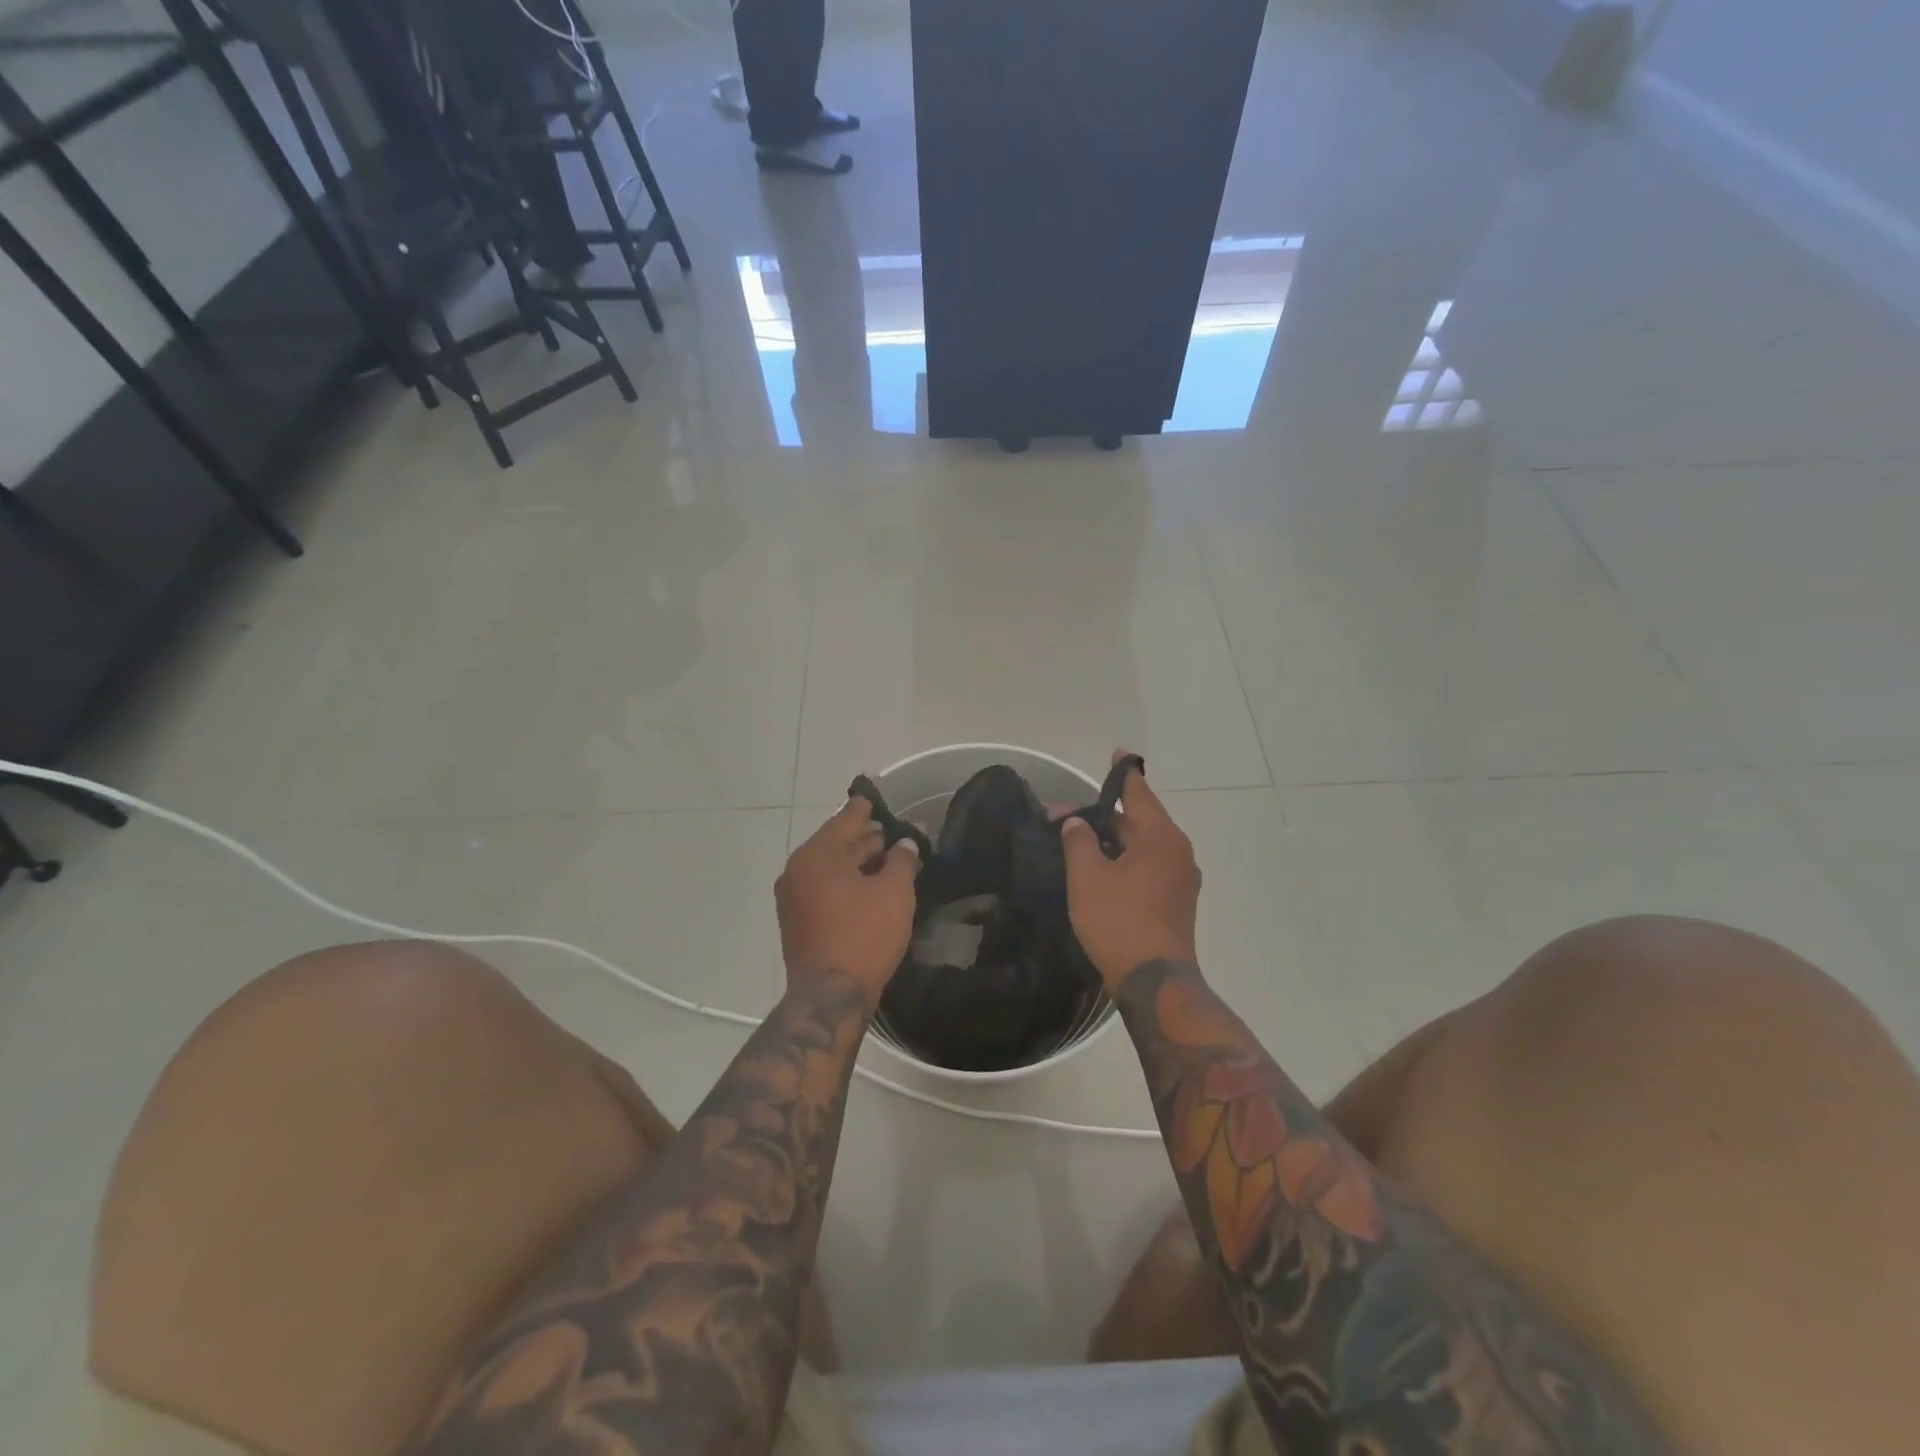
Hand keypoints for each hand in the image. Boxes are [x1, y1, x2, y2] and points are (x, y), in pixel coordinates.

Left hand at [776, 798, 920, 1006]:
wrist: (829, 997)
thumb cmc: (864, 935)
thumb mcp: (894, 892)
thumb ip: (902, 860)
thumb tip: (905, 844)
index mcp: (817, 854)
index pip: (847, 819)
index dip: (866, 807)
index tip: (874, 793)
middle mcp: (797, 870)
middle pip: (837, 843)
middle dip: (867, 839)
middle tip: (895, 835)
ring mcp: (793, 898)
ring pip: (831, 869)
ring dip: (859, 863)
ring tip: (889, 861)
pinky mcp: (797, 922)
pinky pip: (824, 889)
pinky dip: (846, 884)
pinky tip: (870, 890)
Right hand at [1059, 751, 1200, 989]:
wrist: (1154, 981)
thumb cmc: (1119, 921)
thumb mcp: (1088, 877)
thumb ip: (1079, 841)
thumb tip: (1076, 824)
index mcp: (1161, 838)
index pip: (1139, 794)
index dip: (1124, 774)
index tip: (1118, 754)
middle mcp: (1178, 853)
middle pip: (1137, 822)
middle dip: (1101, 817)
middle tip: (1062, 817)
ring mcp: (1180, 880)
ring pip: (1141, 847)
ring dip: (1110, 841)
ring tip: (1076, 841)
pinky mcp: (1175, 902)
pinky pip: (1147, 868)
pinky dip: (1123, 860)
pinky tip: (1098, 869)